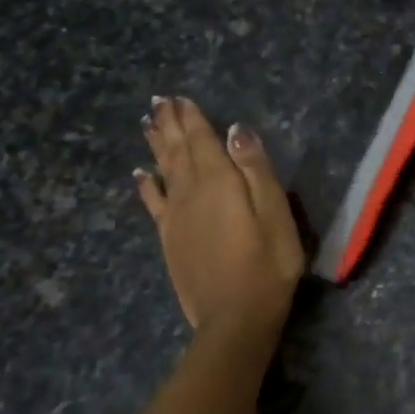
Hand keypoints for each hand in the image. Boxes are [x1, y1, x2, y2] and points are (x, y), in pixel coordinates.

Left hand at [135, 97, 303, 344]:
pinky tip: (139, 174)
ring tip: (148, 123)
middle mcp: (191, 192)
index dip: (191, 117)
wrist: (235, 317)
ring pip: (162, 170)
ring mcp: (176, 216)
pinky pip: (153, 202)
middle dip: (169, 124)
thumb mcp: (274, 212)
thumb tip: (236, 129)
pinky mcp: (170, 238)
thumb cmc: (268, 262)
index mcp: (219, 182)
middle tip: (159, 101)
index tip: (179, 96)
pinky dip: (145, 185)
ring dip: (156, 145)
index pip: (202, 140)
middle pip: (177, 150)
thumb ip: (255, 168)